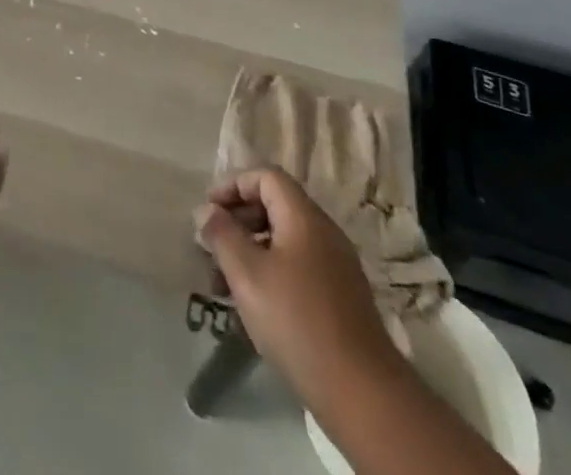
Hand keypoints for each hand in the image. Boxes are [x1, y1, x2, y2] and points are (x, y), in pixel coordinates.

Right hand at [194, 168, 396, 396]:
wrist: (364, 394)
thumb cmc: (297, 321)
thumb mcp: (247, 274)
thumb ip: (222, 235)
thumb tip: (206, 211)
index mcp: (304, 217)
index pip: (266, 176)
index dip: (233, 185)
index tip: (209, 210)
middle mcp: (324, 232)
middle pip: (275, 206)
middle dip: (238, 221)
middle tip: (212, 247)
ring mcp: (337, 266)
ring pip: (284, 240)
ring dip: (251, 251)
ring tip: (225, 283)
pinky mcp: (341, 297)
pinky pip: (298, 266)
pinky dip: (271, 272)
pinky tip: (254, 306)